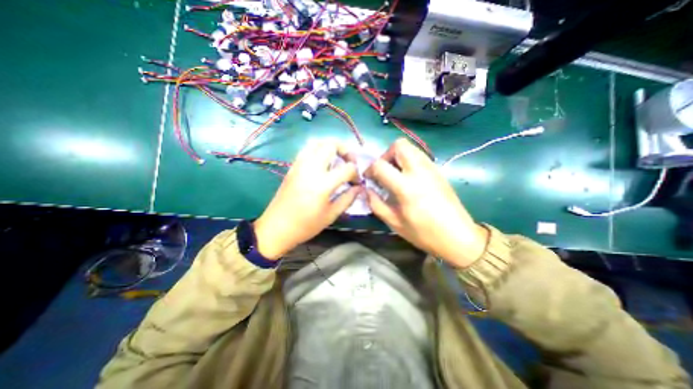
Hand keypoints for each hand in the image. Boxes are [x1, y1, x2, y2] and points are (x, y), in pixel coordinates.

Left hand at [254, 141, 359, 258]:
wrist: (276, 228)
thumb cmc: (305, 225)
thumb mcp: (331, 215)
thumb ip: (347, 199)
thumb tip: (359, 188)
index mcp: (323, 184)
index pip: (347, 168)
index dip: (356, 173)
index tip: (356, 182)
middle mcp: (311, 169)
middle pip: (331, 145)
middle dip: (345, 151)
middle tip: (349, 163)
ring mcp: (300, 165)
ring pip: (317, 143)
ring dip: (331, 147)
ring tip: (337, 159)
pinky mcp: (292, 167)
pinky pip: (307, 149)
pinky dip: (318, 150)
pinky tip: (322, 163)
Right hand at [365, 139, 488, 268]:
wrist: (458, 236)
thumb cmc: (424, 233)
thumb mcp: (394, 222)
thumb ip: (376, 203)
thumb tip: (367, 190)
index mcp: (406, 187)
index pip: (380, 165)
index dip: (369, 169)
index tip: (368, 177)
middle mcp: (419, 171)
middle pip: (399, 145)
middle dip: (386, 155)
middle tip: (384, 171)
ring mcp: (431, 168)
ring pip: (410, 147)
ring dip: (398, 156)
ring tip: (395, 174)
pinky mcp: (438, 170)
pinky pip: (419, 156)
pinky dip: (409, 160)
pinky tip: (408, 178)